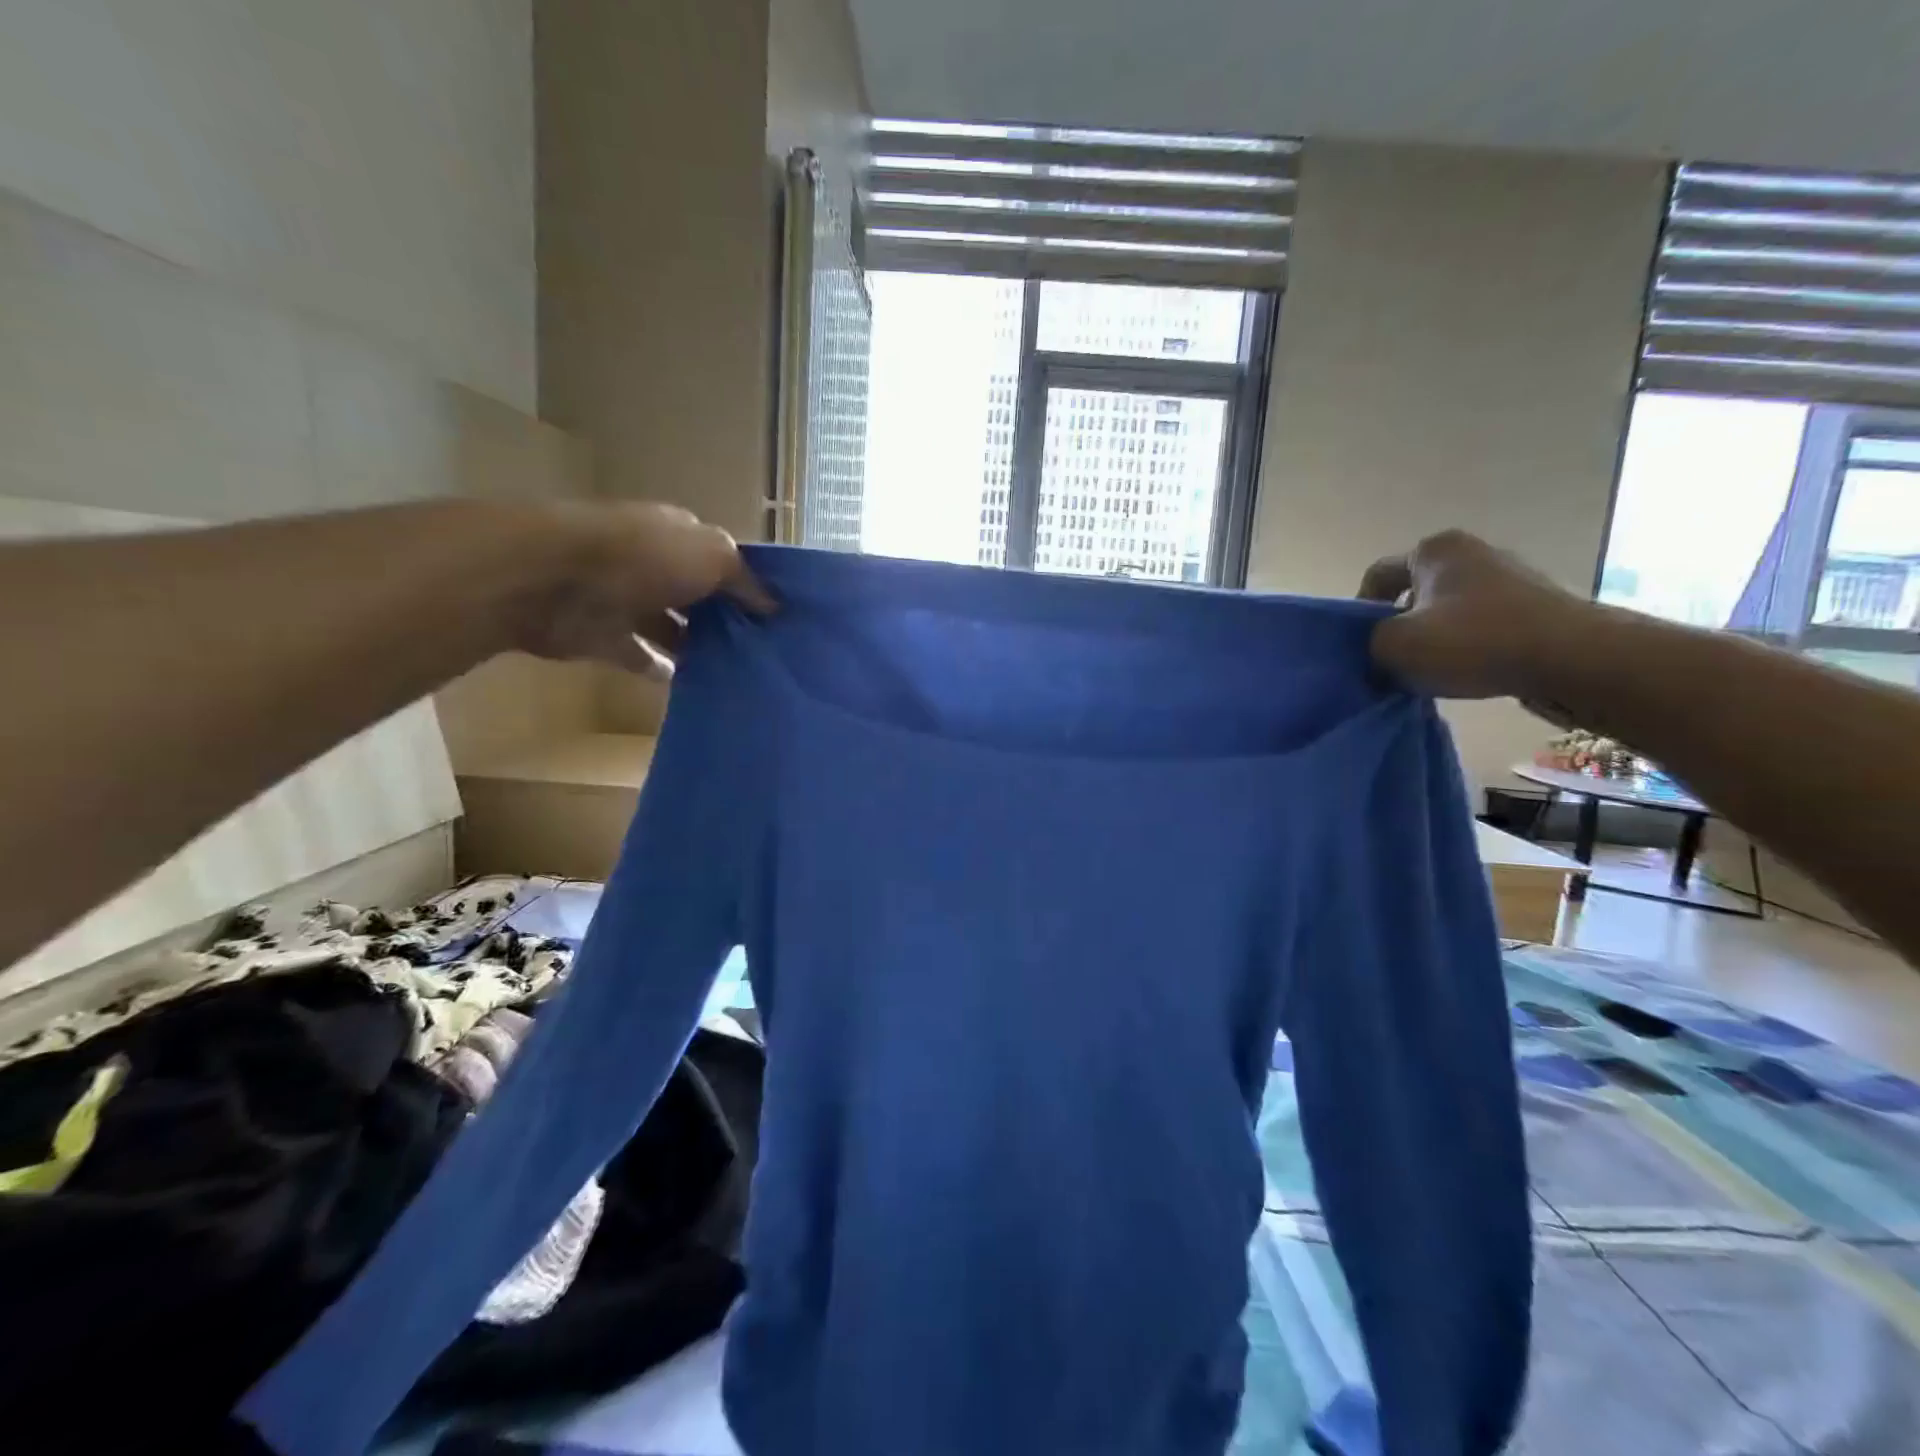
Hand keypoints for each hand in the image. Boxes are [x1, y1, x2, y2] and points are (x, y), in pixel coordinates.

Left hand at [515, 501, 775, 675]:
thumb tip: (773, 606)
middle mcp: (655, 566)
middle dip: (729, 621)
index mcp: (678, 536)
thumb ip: (744, 580)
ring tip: (741, 676)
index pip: (721, 560)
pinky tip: (699, 688)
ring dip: (700, 648)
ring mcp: (629, 603)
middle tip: (769, 655)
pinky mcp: (606, 639)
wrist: (553, 579)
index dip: (749, 585)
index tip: (780, 619)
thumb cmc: (642, 556)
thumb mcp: (712, 556)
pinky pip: (643, 659)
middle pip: (699, 597)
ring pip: (674, 629)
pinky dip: (665, 672)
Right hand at [1357, 530, 1583, 698]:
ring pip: (1448, 611)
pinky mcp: (1536, 606)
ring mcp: (1510, 577)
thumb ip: (1370, 641)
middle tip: (1392, 661)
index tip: (1364, 645)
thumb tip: (1380, 645)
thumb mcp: (1394, 645)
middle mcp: (1473, 552)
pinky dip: (1467, 647)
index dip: (1360, 612)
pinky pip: (1482, 625)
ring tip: (1431, 672)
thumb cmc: (1473, 641)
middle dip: (1399, 626)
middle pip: (1414, 593)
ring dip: (1433, 640)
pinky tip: (1468, 672)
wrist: (1572, 659)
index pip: (1377, 576)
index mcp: (1435, 549)